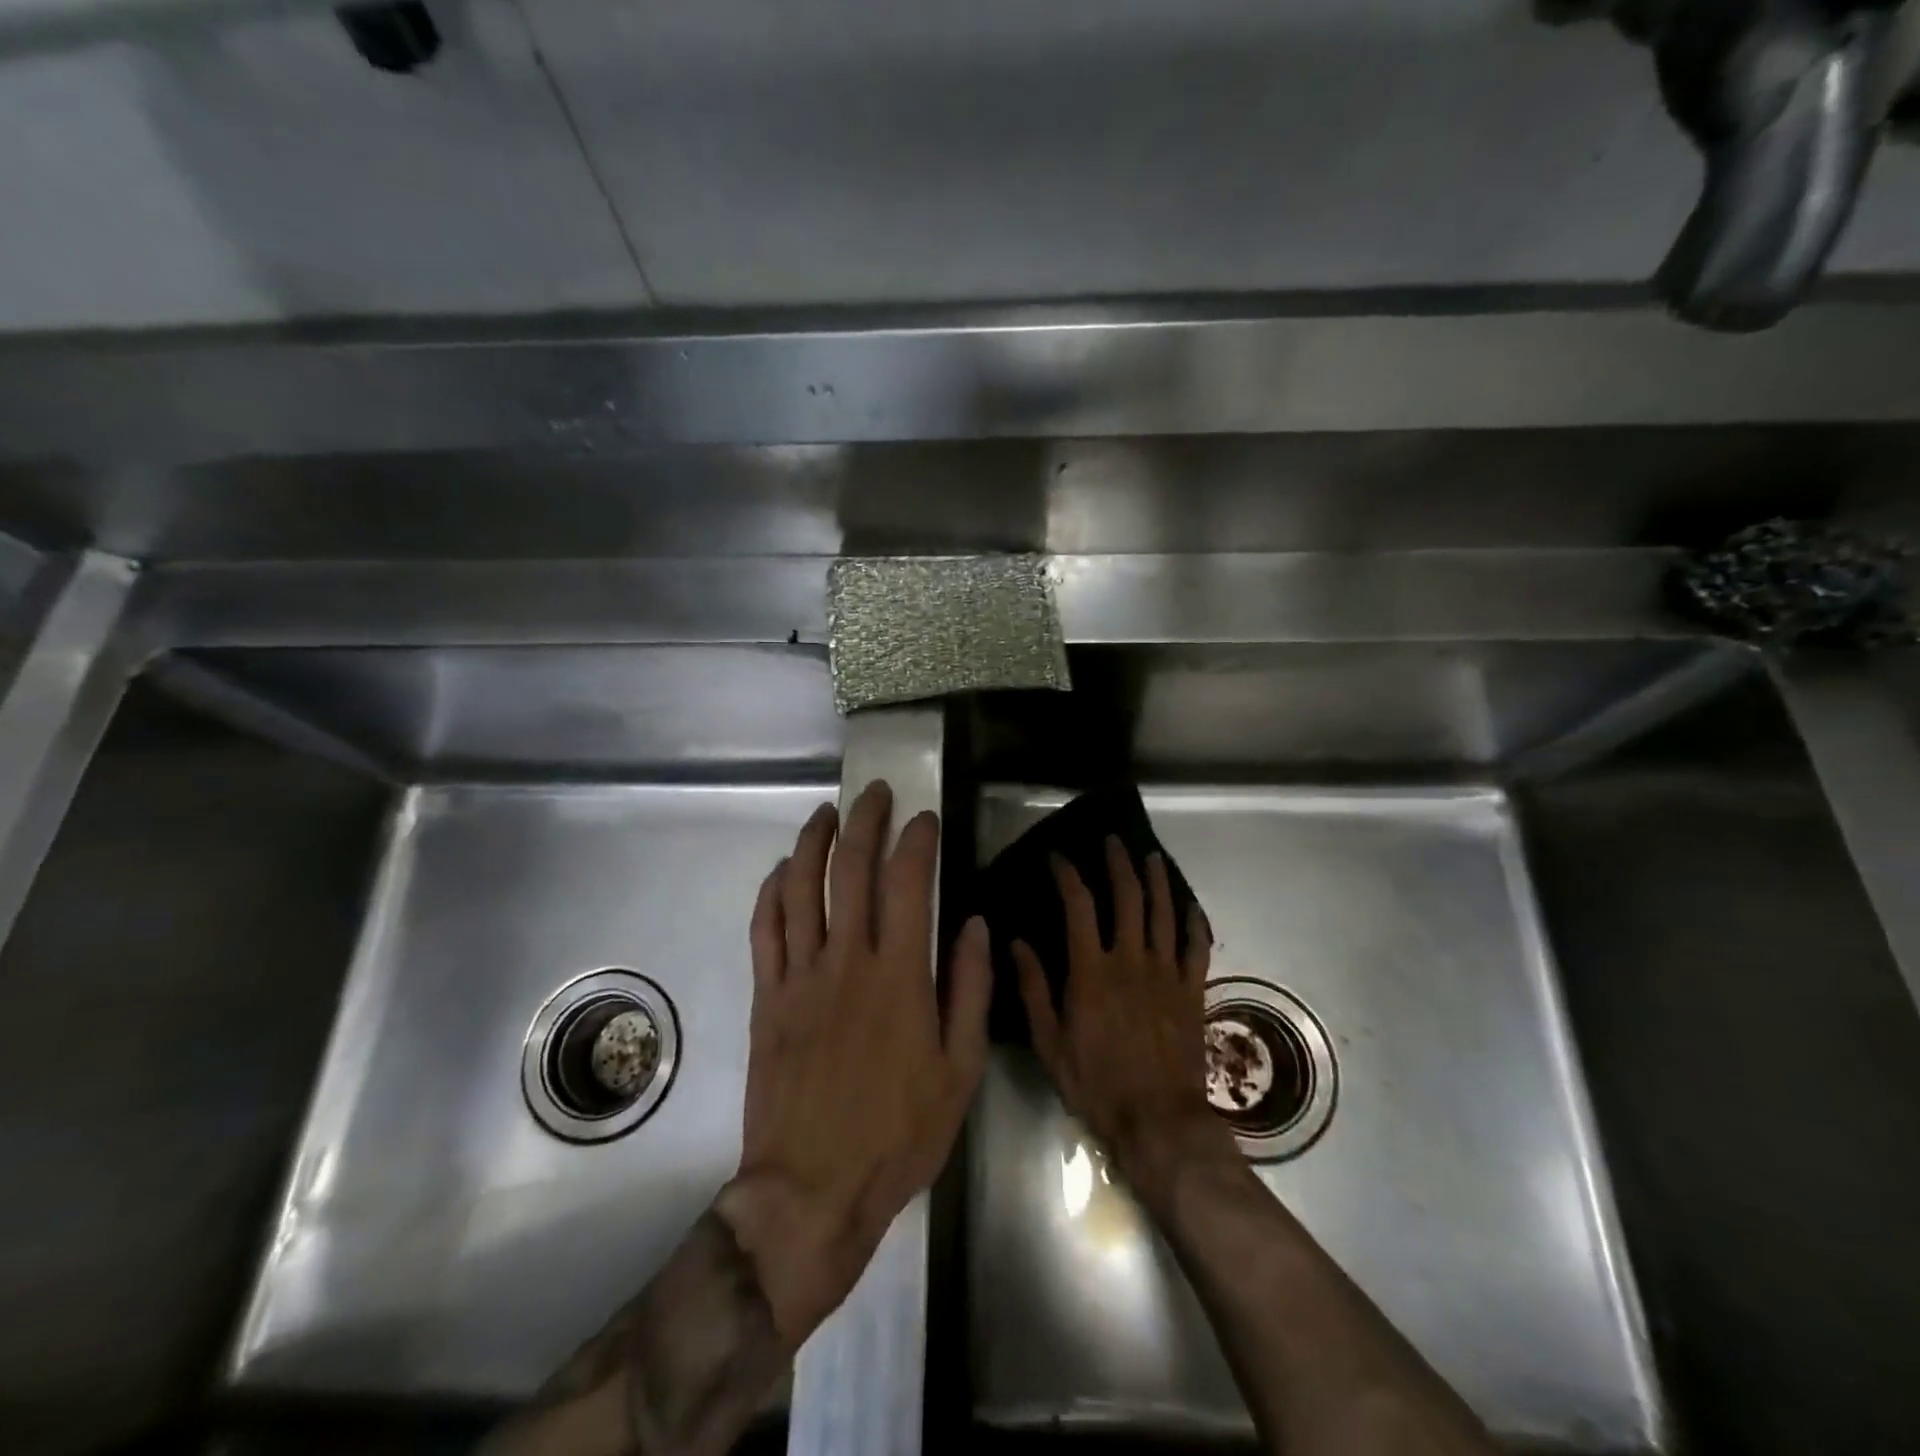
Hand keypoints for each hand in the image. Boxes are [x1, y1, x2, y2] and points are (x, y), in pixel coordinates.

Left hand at [717, 781, 990, 1349]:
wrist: (812, 1191)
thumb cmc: (898, 1134)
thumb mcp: (959, 1071)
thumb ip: (969, 990)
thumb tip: (973, 924)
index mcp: (899, 976)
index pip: (907, 882)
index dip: (916, 840)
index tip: (925, 819)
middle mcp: (846, 961)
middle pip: (849, 869)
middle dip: (863, 820)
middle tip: (875, 792)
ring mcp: (798, 976)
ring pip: (800, 888)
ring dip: (813, 842)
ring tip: (826, 813)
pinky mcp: (765, 998)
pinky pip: (764, 930)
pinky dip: (772, 892)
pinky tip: (783, 870)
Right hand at [1013, 837, 1237, 1208]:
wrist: (1158, 1122)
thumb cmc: (1096, 1083)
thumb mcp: (1049, 1042)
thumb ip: (1034, 989)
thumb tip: (1016, 943)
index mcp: (1092, 970)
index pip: (1079, 906)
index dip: (1068, 876)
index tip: (1058, 858)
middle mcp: (1131, 960)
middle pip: (1128, 897)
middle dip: (1119, 864)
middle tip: (1112, 841)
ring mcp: (1167, 973)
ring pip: (1164, 912)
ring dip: (1157, 880)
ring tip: (1151, 856)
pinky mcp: (1192, 990)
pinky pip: (1197, 946)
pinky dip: (1194, 921)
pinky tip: (1190, 905)